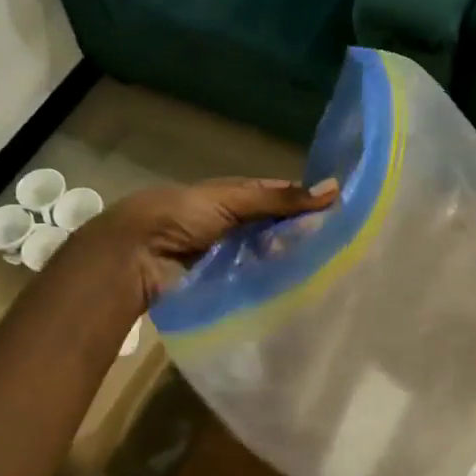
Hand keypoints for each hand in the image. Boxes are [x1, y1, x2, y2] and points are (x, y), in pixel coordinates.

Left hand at [85, 177, 337, 310]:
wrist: (135, 256)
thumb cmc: (181, 216)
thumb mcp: (231, 200)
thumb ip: (280, 200)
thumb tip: (333, 189)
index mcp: (232, 195)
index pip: (278, 197)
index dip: (305, 202)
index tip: (340, 213)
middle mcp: (232, 224)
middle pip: (274, 228)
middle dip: (300, 234)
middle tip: (339, 246)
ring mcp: (227, 256)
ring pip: (267, 256)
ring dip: (288, 260)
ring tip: (326, 268)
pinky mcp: (222, 284)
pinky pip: (254, 281)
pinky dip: (272, 282)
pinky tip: (299, 287)